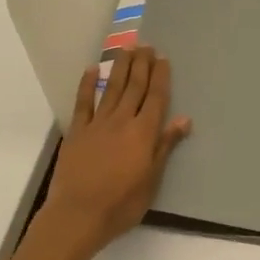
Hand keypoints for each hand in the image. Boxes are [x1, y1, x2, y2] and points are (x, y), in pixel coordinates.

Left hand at [40, 46, 191, 255]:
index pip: (155, 99)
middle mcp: (121, 122)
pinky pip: (83, 103)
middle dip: (142, 65)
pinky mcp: (76, 132)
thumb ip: (165, 147)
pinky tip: (92, 70)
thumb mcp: (152, 180)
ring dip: (120, 68)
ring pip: (112, 89)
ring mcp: (97, 124)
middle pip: (134, 88)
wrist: (78, 214)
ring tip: (127, 49)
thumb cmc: (121, 204)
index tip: (163, 59)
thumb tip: (183, 119)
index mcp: (143, 134)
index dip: (160, 77)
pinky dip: (88, 85)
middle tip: (146, 45)